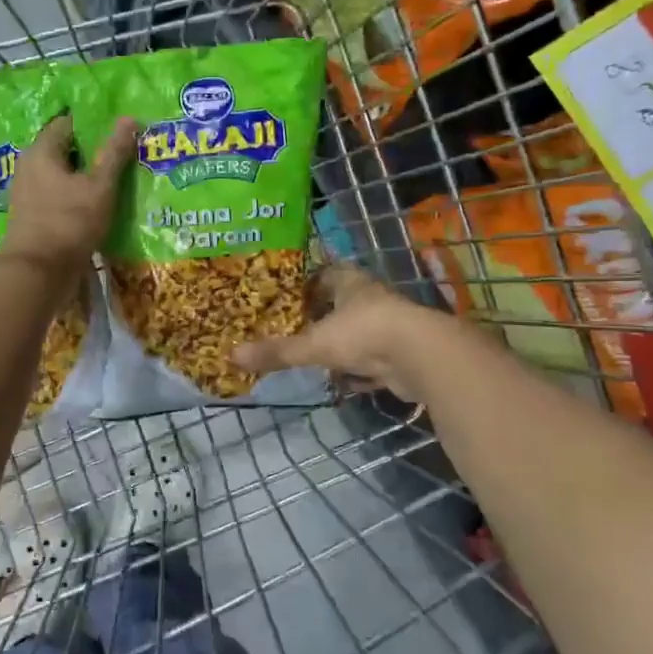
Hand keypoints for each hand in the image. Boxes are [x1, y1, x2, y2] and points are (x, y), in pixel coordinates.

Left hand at [0, 114, 137, 283]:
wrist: (38, 274)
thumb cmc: (69, 223)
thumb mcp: (99, 187)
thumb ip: (114, 153)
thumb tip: (129, 118)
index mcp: (41, 152)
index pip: (67, 123)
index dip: (93, 124)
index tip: (118, 131)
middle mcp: (29, 168)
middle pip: (64, 150)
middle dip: (91, 152)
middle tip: (122, 155)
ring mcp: (28, 194)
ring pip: (61, 176)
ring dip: (85, 178)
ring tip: (115, 182)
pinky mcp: (33, 217)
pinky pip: (57, 197)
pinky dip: (76, 197)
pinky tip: (97, 206)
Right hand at [232, 264, 442, 402]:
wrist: (420, 357)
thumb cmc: (363, 334)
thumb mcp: (313, 344)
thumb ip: (277, 352)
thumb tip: (231, 356)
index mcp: (349, 282)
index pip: (323, 274)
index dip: (304, 284)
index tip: (283, 296)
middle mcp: (369, 298)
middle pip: (339, 303)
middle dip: (319, 316)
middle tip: (291, 328)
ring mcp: (387, 326)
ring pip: (356, 332)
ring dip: (339, 342)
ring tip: (311, 354)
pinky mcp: (399, 354)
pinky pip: (371, 359)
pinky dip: (358, 369)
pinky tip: (343, 379)